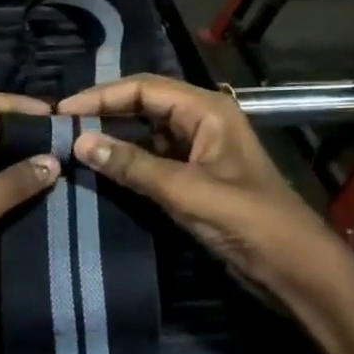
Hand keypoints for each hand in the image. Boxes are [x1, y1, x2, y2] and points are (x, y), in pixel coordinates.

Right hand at [57, 75, 332, 289]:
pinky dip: (126, 162)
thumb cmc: (248, 220)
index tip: (62, 111)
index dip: (101, 96)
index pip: (144, 88)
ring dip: (112, 138)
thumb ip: (133, 166)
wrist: (292, 266)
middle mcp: (201, 121)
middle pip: (143, 105)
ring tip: (71, 147)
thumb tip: (80, 142)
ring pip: (145, 133)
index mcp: (207, 110)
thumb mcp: (186, 191)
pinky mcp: (193, 177)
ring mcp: (197, 150)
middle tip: (60, 127)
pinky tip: (99, 171)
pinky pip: (151, 159)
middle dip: (103, 113)